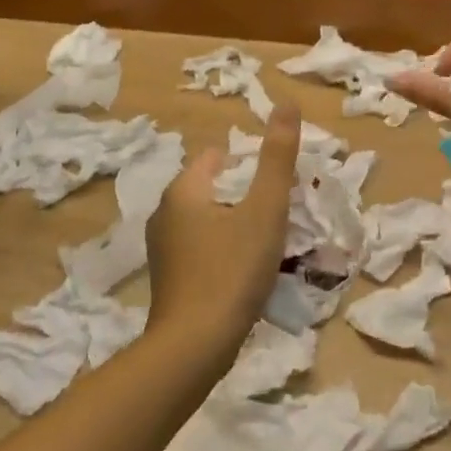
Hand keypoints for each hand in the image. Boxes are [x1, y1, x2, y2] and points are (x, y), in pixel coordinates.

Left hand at [146, 101, 300, 351]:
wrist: (194, 346)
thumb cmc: (232, 269)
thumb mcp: (264, 209)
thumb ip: (277, 157)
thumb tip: (287, 103)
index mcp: (183, 190)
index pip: (217, 156)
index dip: (250, 163)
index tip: (277, 183)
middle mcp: (165, 213)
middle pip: (213, 188)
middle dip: (245, 194)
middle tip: (279, 212)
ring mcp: (163, 249)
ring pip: (207, 220)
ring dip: (235, 223)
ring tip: (268, 241)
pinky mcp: (169, 278)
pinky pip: (201, 248)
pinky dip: (223, 249)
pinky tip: (244, 269)